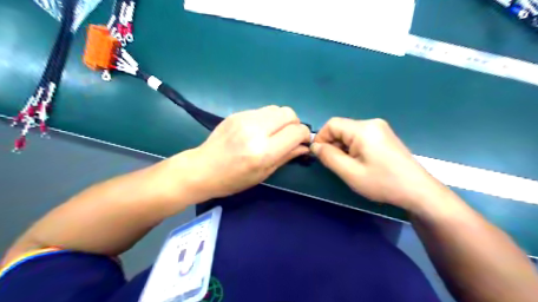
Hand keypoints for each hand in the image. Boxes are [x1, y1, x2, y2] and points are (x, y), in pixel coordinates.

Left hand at [172, 105, 311, 201]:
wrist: (202, 168)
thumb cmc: (233, 179)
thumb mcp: (263, 173)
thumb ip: (286, 156)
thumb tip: (304, 146)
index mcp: (263, 151)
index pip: (296, 131)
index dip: (304, 135)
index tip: (302, 142)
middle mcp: (256, 130)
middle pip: (289, 113)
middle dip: (295, 124)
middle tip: (289, 136)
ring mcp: (245, 118)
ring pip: (277, 108)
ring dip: (282, 120)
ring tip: (275, 133)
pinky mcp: (237, 113)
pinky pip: (262, 110)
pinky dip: (268, 119)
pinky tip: (260, 130)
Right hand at [312, 117, 450, 210]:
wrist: (418, 191)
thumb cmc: (382, 182)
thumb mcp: (350, 173)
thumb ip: (329, 157)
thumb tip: (315, 146)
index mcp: (363, 129)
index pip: (332, 124)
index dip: (321, 138)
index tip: (320, 156)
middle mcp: (372, 123)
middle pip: (342, 128)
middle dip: (333, 144)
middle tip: (334, 164)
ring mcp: (380, 129)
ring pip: (350, 133)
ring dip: (342, 147)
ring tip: (348, 166)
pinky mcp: (384, 136)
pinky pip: (360, 137)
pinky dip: (353, 148)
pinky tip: (359, 162)